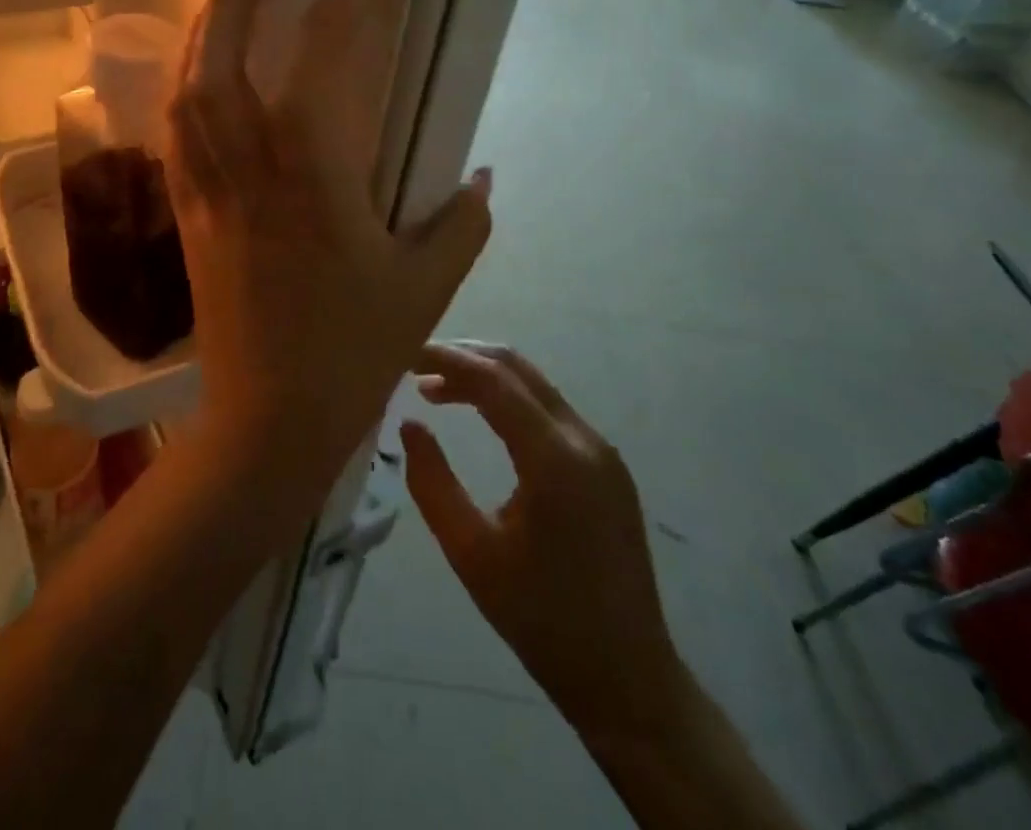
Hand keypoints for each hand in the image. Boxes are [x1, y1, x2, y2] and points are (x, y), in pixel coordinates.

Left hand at [165, 0, 492, 515]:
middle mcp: (250, 172)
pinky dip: (186, 87)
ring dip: (205, 30)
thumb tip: (484, 173)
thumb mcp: (425, 288)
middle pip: (223, 63)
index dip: (342, 9)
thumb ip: (462, 224)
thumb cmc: (351, 355)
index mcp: (314, 181)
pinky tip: (201, 71)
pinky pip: (177, 135)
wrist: (267, 422)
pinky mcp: (189, 216)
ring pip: (188, 92)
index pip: (321, 68)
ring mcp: (209, 192)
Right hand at [402, 343, 685, 738]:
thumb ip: (432, 483)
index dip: (445, 358)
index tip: (403, 352)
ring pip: (535, 386)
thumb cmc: (540, 620)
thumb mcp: (471, 554)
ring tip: (434, 388)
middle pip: (517, 369)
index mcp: (555, 460)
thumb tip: (409, 424)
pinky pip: (550, 411)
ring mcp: (602, 450)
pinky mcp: (607, 465)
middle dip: (463, 358)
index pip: (493, 380)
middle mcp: (585, 440)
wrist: (628, 679)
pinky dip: (509, 400)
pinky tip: (480, 416)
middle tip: (414, 365)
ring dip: (485, 377)